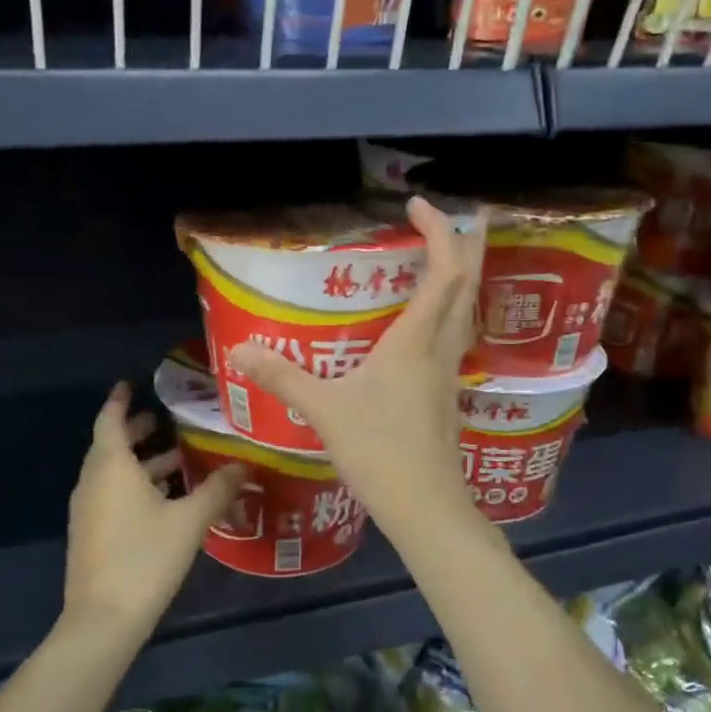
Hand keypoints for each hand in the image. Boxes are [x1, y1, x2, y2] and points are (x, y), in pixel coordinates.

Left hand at [65, 384, 245, 632]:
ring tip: (178, 459)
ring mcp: (88, 510)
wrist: (103, 619)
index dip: (119, 400)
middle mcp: (93, 481)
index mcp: (111, 466)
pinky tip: (166, 499)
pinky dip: (135, 485)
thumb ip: (218, 488)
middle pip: (111, 445)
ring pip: (113, 473)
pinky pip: (112, 494)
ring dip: (141, 462)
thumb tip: (245, 464)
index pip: (109, 420)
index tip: (131, 384)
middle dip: (137, 431)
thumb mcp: (190, 520)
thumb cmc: (145, 557)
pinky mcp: (91, 533)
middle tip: (167, 420)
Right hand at [228, 196, 486, 534]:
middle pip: (469, 284)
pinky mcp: (446, 395)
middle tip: (466, 214)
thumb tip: (241, 351)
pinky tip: (430, 322)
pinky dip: (450, 311)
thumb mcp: (324, 411)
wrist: (425, 506)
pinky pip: (454, 336)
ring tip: (449, 255)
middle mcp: (439, 348)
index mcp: (415, 341)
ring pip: (467, 311)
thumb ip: (283, 377)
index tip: (417, 204)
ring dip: (464, 276)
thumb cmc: (379, 451)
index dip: (438, 232)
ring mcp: (448, 373)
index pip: (443, 272)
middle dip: (469, 244)